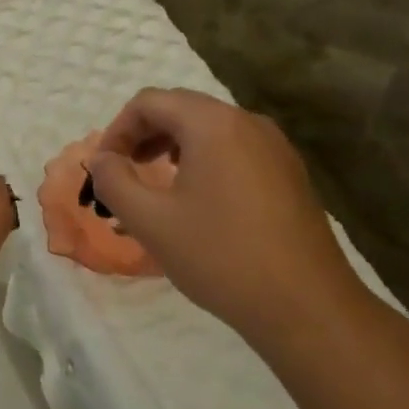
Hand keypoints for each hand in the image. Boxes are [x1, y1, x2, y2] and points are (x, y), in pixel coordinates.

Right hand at [87, 88, 363, 332]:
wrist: (306, 306)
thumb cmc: (221, 257)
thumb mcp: (151, 221)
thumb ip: (114, 181)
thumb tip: (102, 160)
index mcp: (213, 124)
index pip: (150, 102)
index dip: (117, 129)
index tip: (103, 167)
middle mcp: (247, 122)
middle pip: (181, 109)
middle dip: (144, 135)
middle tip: (123, 173)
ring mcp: (275, 147)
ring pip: (210, 129)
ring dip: (173, 147)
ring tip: (155, 186)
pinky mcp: (289, 173)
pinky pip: (235, 150)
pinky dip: (204, 161)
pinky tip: (198, 201)